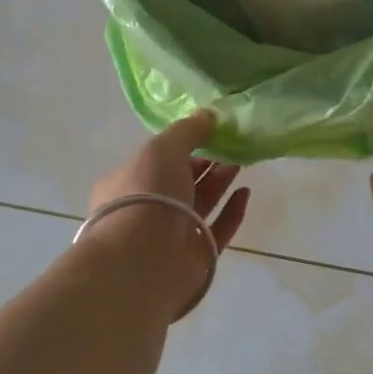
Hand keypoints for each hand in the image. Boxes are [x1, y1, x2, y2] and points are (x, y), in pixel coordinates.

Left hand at [87, 113, 251, 316]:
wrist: (145, 258)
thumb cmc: (146, 194)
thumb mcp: (162, 148)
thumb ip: (187, 130)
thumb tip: (208, 115)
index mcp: (127, 184)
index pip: (156, 161)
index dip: (182, 148)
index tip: (207, 135)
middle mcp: (147, 210)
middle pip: (181, 182)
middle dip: (205, 164)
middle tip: (230, 148)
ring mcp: (171, 236)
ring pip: (200, 204)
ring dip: (219, 182)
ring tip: (240, 163)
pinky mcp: (196, 256)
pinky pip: (218, 230)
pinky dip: (232, 211)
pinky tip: (245, 192)